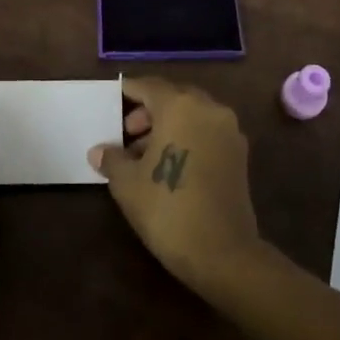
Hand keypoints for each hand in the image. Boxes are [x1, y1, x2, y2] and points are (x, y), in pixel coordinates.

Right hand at [90, 77, 262, 291]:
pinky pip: (207, 132)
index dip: (129, 92)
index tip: (114, 99)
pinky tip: (170, 164)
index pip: (149, 87)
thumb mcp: (128, 184)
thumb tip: (99, 151)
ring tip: (144, 155)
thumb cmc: (168, 209)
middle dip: (149, 112)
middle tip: (127, 134)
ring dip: (169, 126)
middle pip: (174, 98)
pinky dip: (188, 138)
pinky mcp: (240, 154)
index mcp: (180, 106)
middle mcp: (209, 109)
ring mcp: (229, 131)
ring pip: (193, 115)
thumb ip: (113, 159)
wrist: (223, 253)